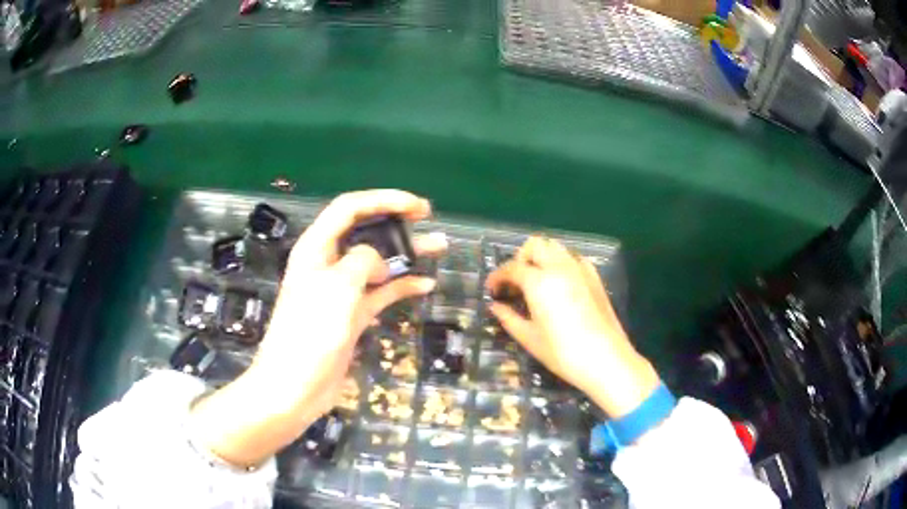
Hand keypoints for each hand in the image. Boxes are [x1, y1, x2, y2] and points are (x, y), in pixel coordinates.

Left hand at [191, 190, 446, 466]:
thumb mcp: (338, 287)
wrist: (295, 387)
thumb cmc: (310, 333)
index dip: (383, 199)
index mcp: (316, 248)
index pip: (349, 208)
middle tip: (427, 216)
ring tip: (439, 246)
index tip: (416, 205)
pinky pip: (380, 293)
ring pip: (377, 262)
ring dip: (406, 253)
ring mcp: (340, 291)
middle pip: (364, 231)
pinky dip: (402, 287)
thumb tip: (380, 264)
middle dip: (395, 220)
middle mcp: (327, 264)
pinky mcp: (351, 315)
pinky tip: (426, 285)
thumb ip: (363, 261)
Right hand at [486, 236, 659, 418]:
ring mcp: (580, 269)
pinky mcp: (595, 277)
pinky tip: (558, 286)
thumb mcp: (530, 338)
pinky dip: (560, 263)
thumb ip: (508, 318)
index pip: (512, 267)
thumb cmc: (563, 353)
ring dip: (540, 257)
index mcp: (539, 281)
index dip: (497, 277)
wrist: (606, 359)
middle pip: (535, 245)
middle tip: (515, 283)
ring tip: (535, 282)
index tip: (492, 290)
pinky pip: (572, 258)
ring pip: (555, 247)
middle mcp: (559, 267)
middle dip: (520, 259)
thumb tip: (495, 307)